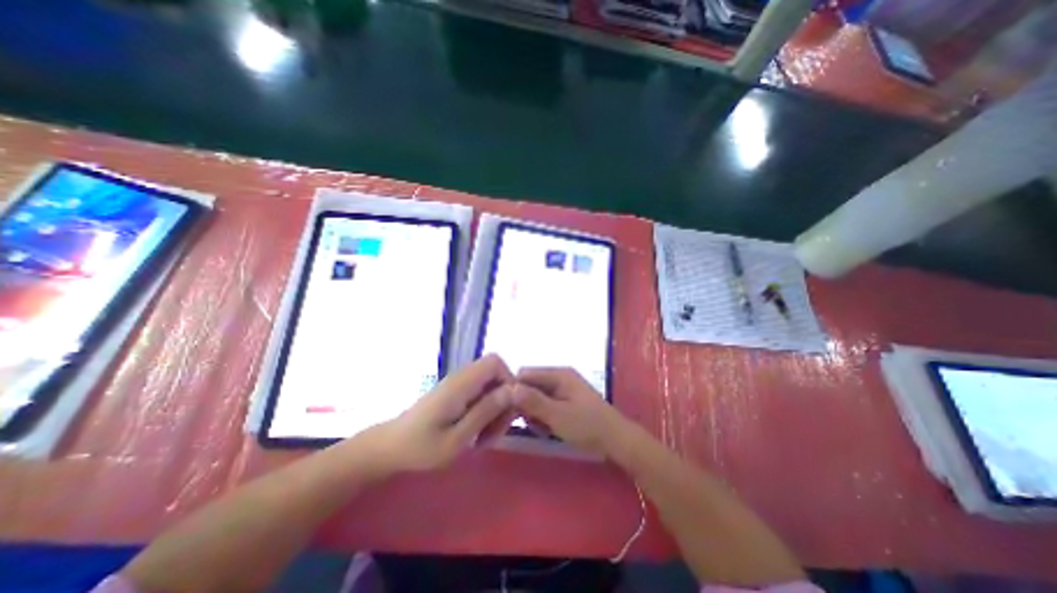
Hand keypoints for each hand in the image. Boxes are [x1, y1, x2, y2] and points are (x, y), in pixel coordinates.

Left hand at [361, 358, 518, 471]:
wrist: (390, 448)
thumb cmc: (420, 448)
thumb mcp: (456, 438)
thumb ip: (485, 412)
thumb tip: (513, 391)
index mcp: (461, 383)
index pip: (495, 363)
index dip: (509, 381)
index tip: (508, 411)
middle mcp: (462, 377)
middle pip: (497, 375)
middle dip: (504, 402)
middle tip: (495, 433)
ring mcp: (459, 385)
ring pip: (491, 386)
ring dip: (496, 410)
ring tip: (485, 438)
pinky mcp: (457, 393)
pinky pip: (481, 395)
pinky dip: (486, 412)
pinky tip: (478, 434)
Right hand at [510, 368, 625, 455]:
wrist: (616, 440)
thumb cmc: (587, 426)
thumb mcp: (558, 415)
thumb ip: (533, 401)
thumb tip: (509, 388)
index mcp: (558, 374)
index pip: (525, 374)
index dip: (514, 390)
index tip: (509, 410)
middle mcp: (559, 377)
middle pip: (530, 385)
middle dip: (525, 404)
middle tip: (530, 423)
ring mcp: (564, 389)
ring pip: (537, 396)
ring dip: (534, 412)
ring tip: (542, 429)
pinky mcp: (566, 401)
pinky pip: (546, 404)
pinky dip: (543, 416)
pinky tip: (548, 429)